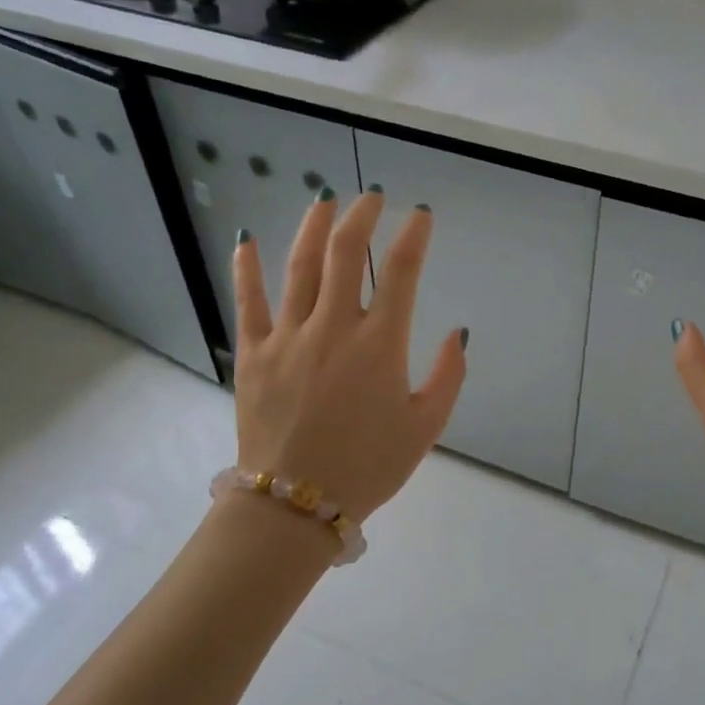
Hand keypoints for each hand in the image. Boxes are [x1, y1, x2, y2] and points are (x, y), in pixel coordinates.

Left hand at [230, 188, 467, 523]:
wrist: (296, 505)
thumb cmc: (369, 467)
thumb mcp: (425, 428)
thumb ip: (447, 377)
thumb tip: (457, 333)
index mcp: (379, 345)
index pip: (401, 272)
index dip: (414, 236)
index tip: (421, 215)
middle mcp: (333, 328)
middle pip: (346, 253)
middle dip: (361, 217)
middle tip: (371, 199)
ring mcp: (287, 337)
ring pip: (300, 266)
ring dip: (314, 227)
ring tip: (324, 201)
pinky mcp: (253, 354)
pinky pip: (248, 303)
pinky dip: (246, 269)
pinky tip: (246, 241)